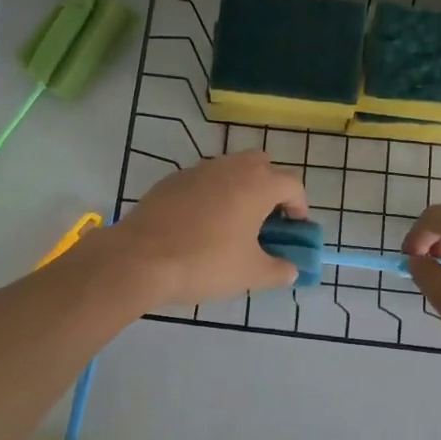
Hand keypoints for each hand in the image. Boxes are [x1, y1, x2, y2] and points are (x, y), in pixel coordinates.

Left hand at [108, 151, 307, 307]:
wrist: (140, 258)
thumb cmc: (205, 262)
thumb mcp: (250, 274)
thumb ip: (279, 270)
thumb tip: (290, 270)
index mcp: (258, 184)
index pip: (293, 184)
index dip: (300, 207)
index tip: (294, 230)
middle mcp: (231, 167)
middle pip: (263, 166)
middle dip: (271, 189)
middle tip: (267, 221)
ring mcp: (198, 170)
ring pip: (231, 169)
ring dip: (240, 189)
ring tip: (234, 224)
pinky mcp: (172, 179)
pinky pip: (203, 181)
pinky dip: (212, 195)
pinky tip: (200, 225)